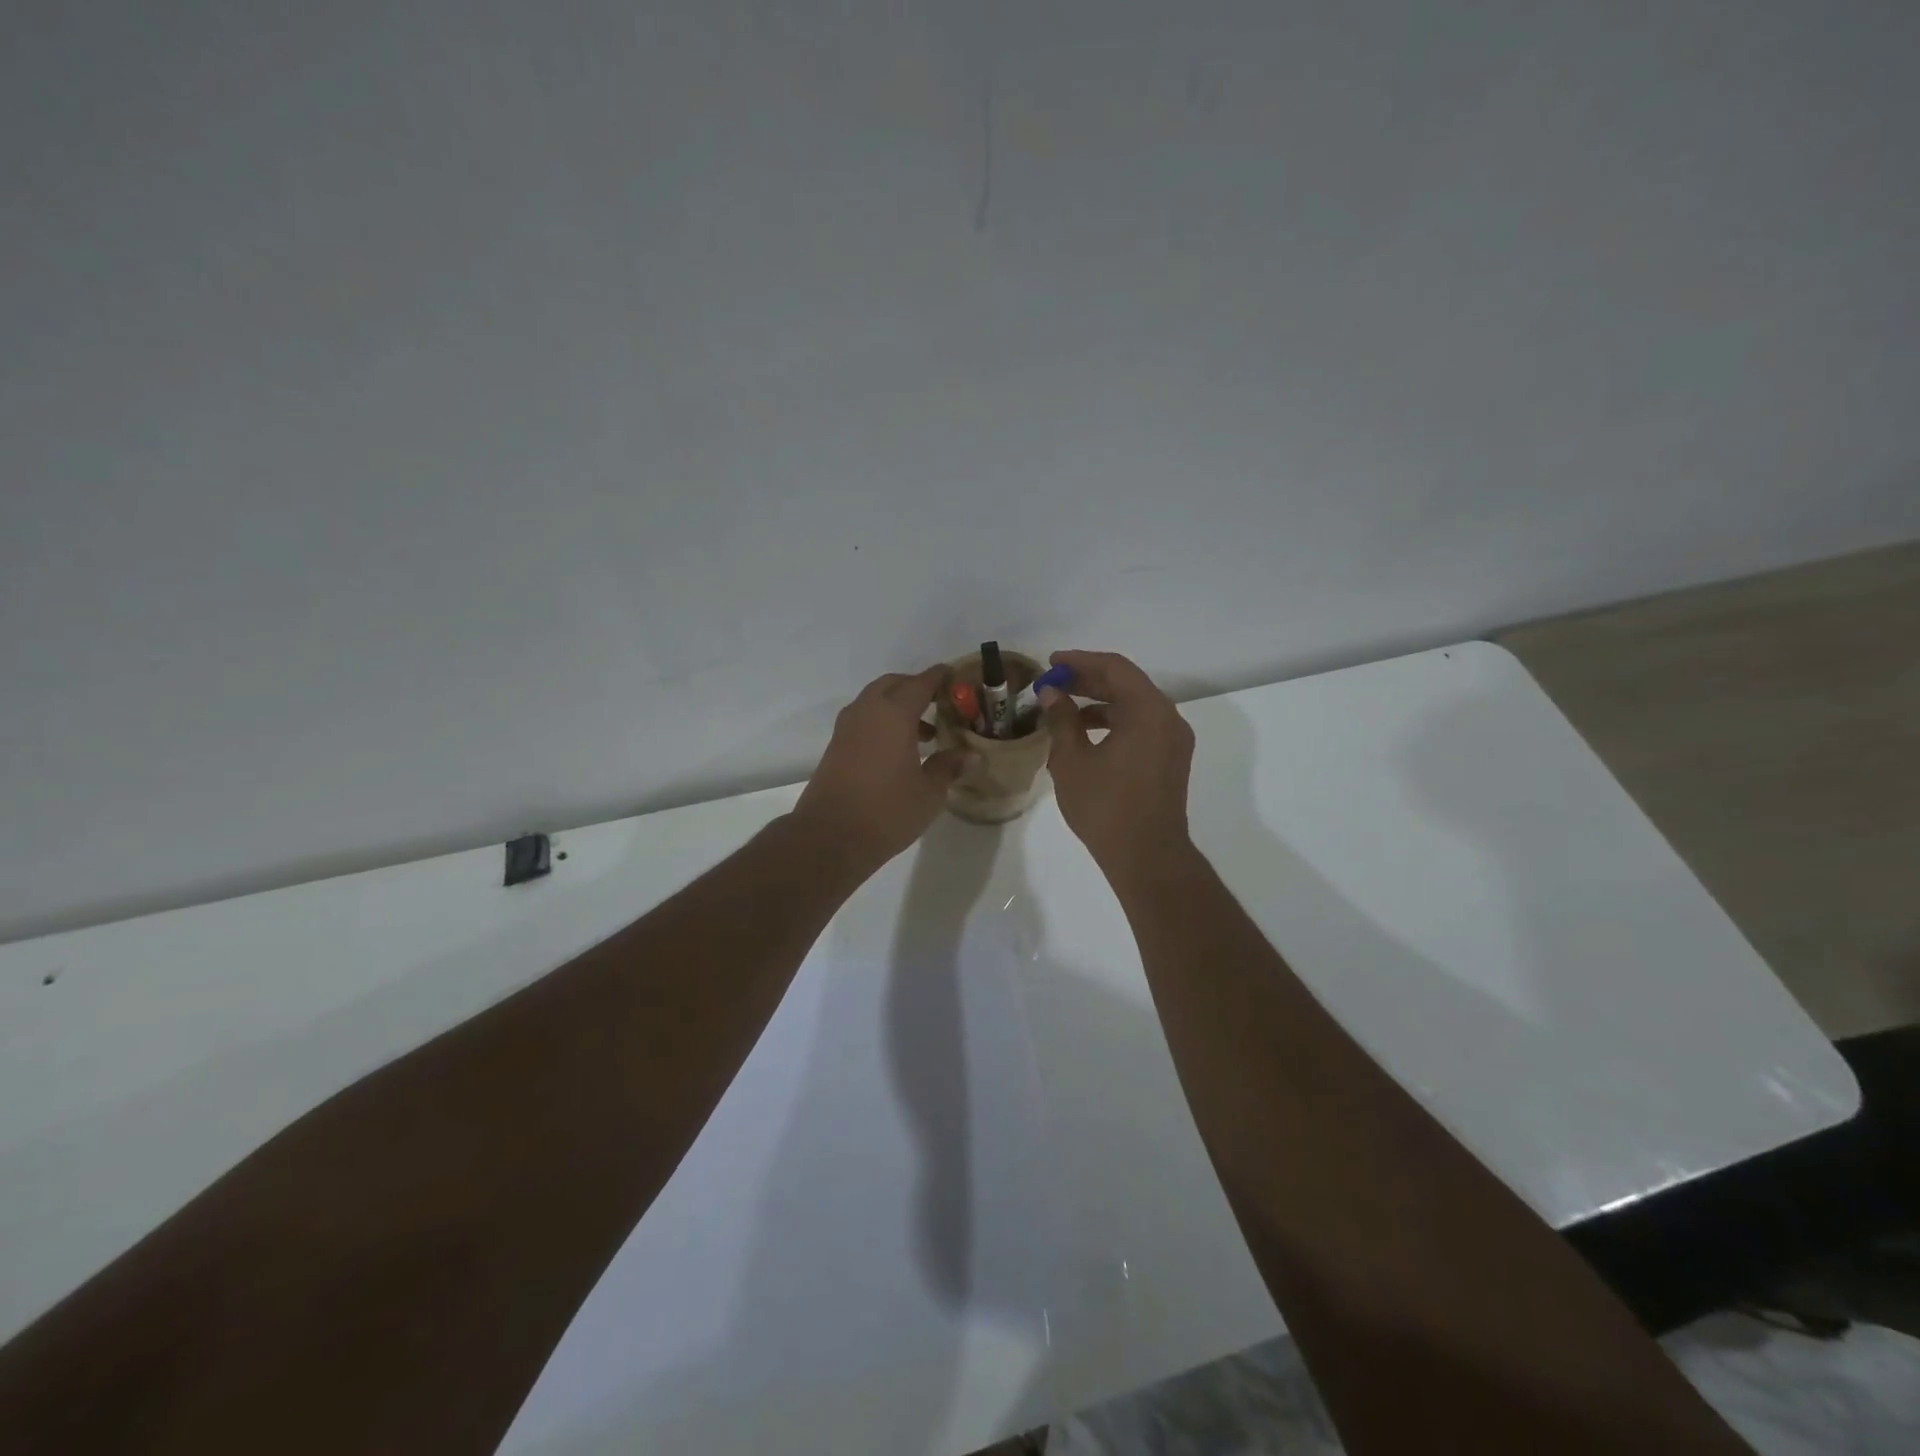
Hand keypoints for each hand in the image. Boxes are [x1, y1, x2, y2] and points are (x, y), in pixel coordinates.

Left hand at [791, 666, 971, 874]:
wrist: (829, 836)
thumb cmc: (887, 811)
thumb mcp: (928, 792)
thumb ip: (948, 767)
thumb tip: (971, 755)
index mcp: (893, 714)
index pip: (920, 683)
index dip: (938, 677)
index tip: (953, 675)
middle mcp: (867, 712)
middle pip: (892, 684)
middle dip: (915, 687)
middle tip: (939, 703)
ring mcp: (847, 728)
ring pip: (875, 701)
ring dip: (897, 706)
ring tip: (924, 734)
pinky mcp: (835, 746)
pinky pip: (863, 719)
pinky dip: (882, 722)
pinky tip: (898, 749)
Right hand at [1040, 650, 1195, 882]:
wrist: (1147, 856)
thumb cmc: (1105, 806)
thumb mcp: (1072, 760)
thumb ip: (1061, 719)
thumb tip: (1051, 693)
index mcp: (1148, 710)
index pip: (1114, 668)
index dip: (1079, 661)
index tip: (1050, 663)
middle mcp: (1168, 718)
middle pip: (1127, 683)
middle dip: (1088, 680)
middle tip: (1053, 683)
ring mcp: (1174, 740)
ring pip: (1134, 706)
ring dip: (1100, 702)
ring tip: (1063, 710)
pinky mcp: (1171, 759)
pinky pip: (1142, 726)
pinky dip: (1115, 722)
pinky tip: (1086, 734)